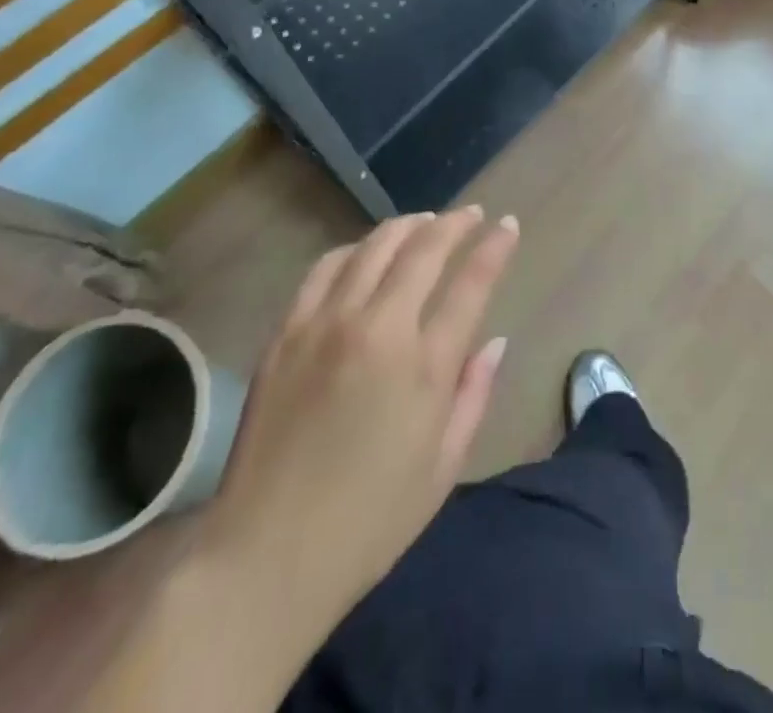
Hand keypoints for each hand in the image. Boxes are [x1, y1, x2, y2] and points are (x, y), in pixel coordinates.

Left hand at [203, 206, 518, 633]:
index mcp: (424, 366)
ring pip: (373, 247)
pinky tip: (364, 252)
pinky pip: (324, 268)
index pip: (470, 284)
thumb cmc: (369, 522)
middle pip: (423, 249)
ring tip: (424, 222)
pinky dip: (353, 249)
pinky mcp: (286, 332)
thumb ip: (473, 394)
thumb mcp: (443, 467)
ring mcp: (326, 325)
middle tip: (471, 215)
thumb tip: (495, 341)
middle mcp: (377, 329)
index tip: (507, 225)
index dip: (494, 248)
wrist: (265, 558)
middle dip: (455, 224)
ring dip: (406, 226)